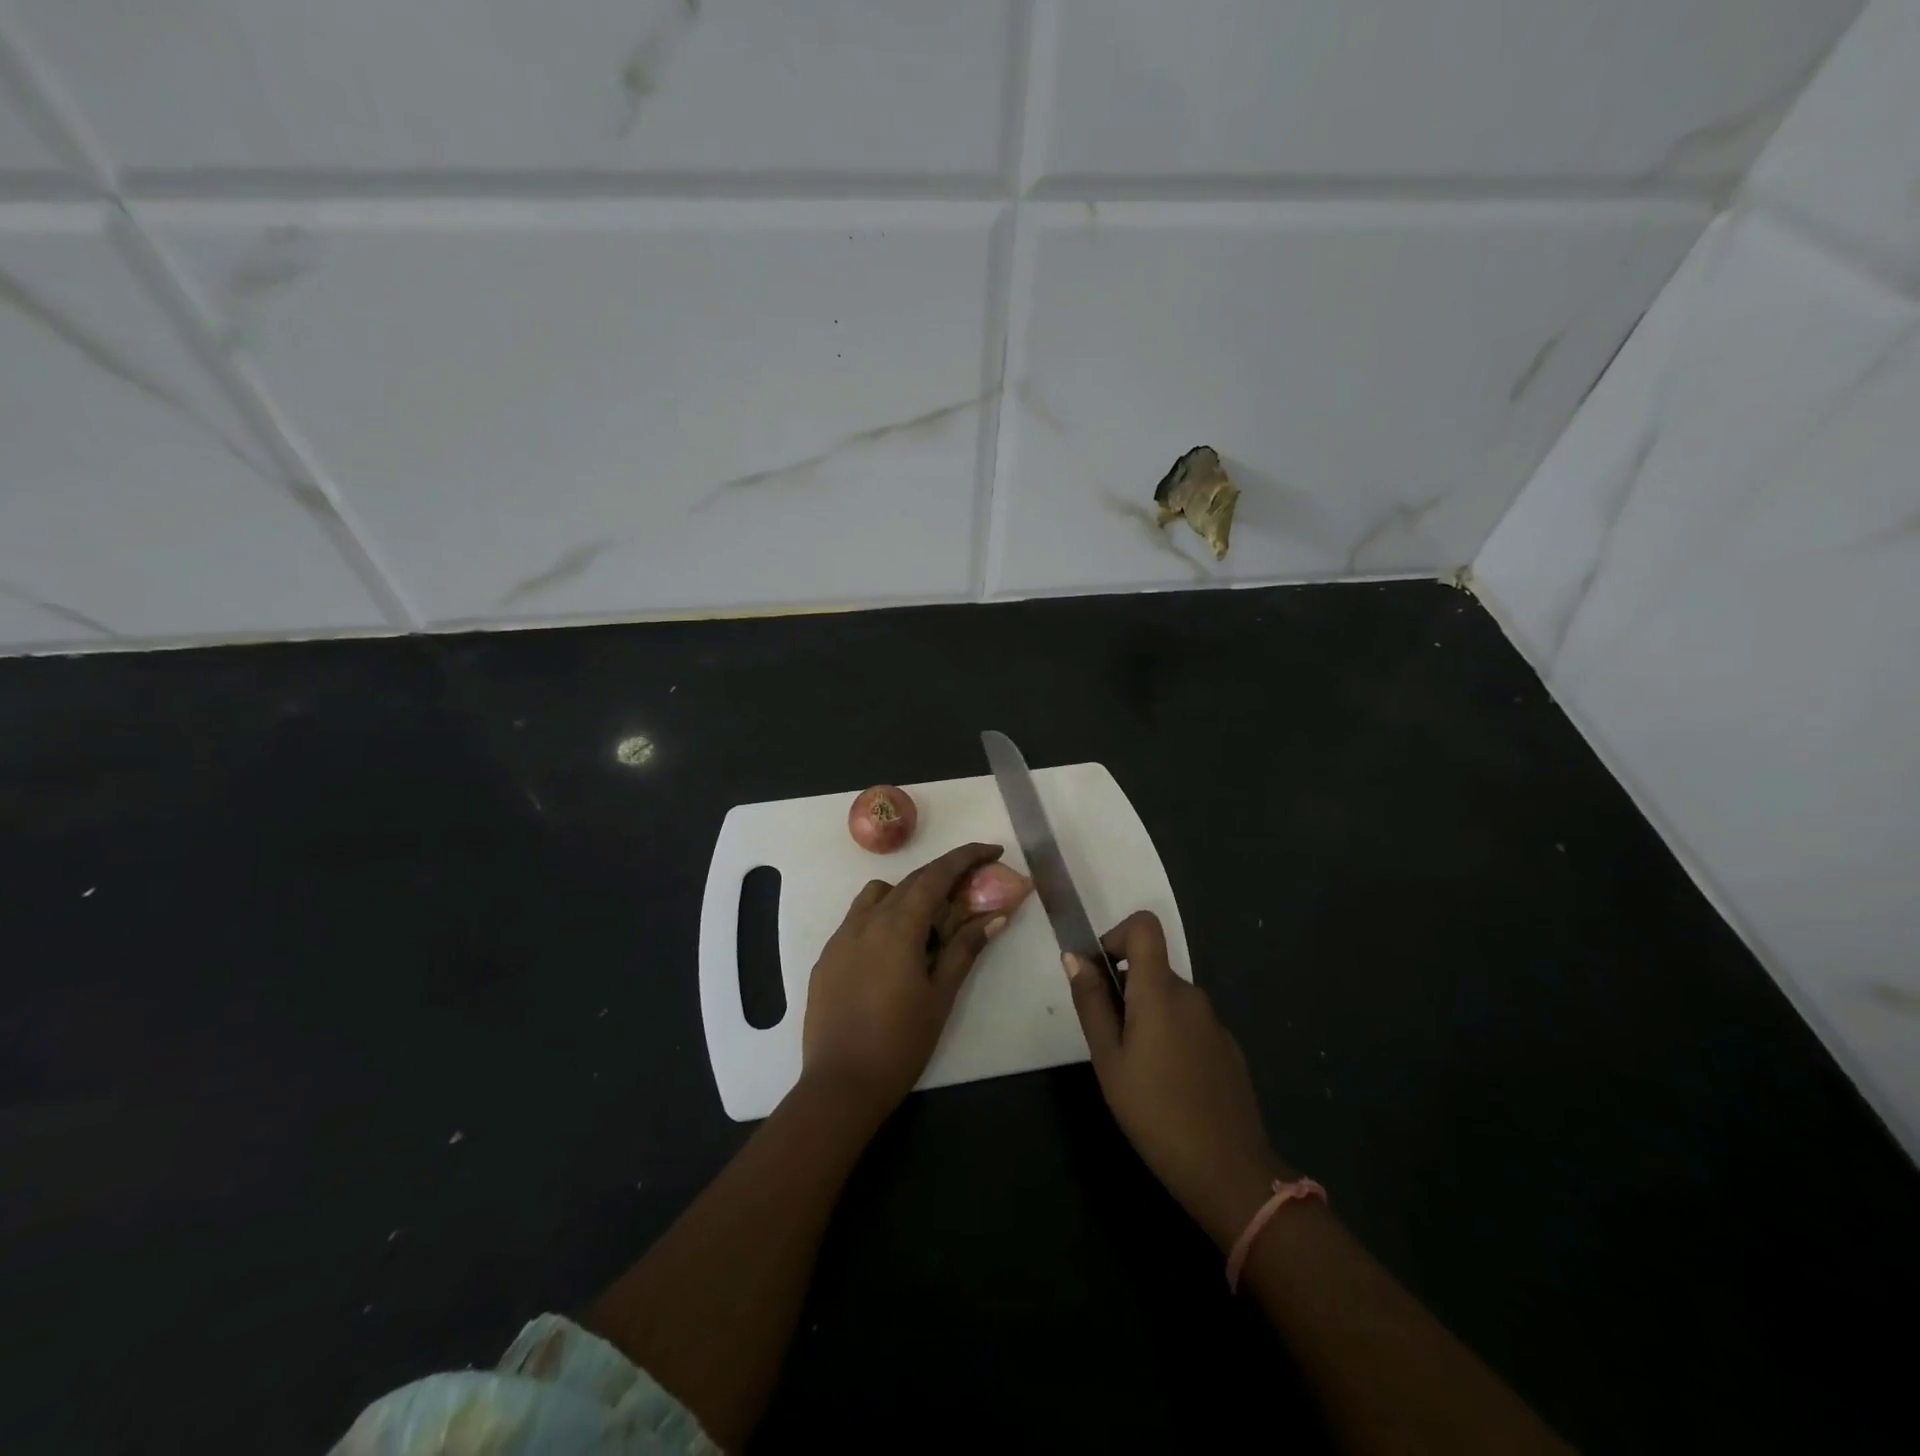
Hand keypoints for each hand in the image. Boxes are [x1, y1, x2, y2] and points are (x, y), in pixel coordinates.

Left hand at [802, 842, 1010, 1118]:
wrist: (840, 1085)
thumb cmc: (900, 1042)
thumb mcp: (941, 995)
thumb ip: (966, 949)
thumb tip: (996, 916)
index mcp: (898, 926)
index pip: (935, 875)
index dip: (965, 858)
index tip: (991, 850)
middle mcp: (866, 920)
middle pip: (909, 882)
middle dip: (943, 877)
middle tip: (971, 889)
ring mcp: (841, 937)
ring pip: (878, 895)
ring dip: (908, 894)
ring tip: (929, 924)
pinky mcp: (827, 957)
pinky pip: (858, 919)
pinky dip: (883, 917)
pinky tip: (895, 950)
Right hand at [1065, 911, 1288, 1248]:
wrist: (1229, 1172)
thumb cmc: (1155, 1112)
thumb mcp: (1108, 1059)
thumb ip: (1091, 1003)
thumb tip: (1075, 958)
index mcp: (1160, 990)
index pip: (1144, 926)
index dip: (1117, 936)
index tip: (1101, 975)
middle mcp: (1191, 995)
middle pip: (1152, 968)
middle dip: (1126, 991)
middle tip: (1110, 1043)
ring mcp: (1214, 1022)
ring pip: (1170, 999)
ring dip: (1147, 1018)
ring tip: (1137, 1071)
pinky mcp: (1227, 1048)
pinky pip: (1190, 1024)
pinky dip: (1171, 1037)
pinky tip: (1168, 1086)